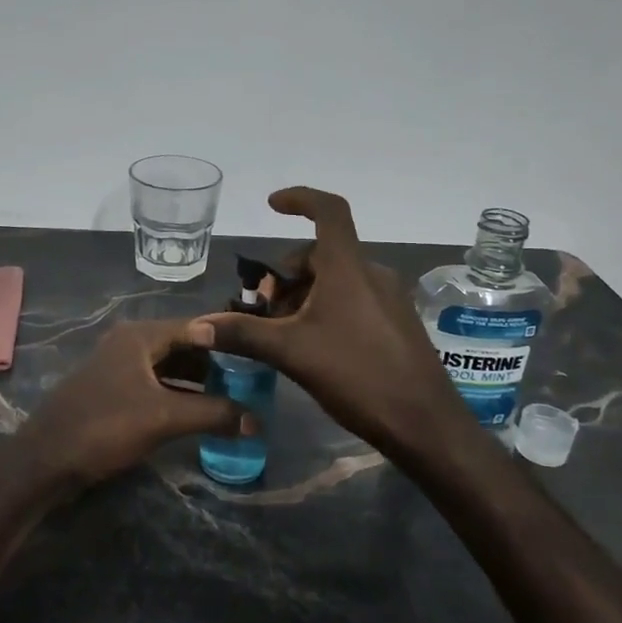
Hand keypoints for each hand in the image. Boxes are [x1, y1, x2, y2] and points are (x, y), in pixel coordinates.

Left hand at [19, 319, 253, 488]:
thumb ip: (212, 414)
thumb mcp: (164, 418)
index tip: (258, 357)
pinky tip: (195, 414)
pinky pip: (153, 384)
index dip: (228, 342)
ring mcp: (117, 367)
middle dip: (214, 364)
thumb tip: (256, 419)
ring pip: (167, 367)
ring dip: (196, 382)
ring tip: (229, 400)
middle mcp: (129, 342)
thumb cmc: (105, 427)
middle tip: (248, 383)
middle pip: (182, 346)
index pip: (196, 328)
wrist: (45, 460)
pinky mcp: (111, 391)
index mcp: (140, 335)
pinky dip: (176, 394)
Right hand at [189, 187, 474, 463]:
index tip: (272, 205)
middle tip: (263, 309)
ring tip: (282, 332)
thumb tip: (196, 326)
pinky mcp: (396, 323)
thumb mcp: (292, 353)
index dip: (300, 199)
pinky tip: (312, 346)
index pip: (329, 210)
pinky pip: (353, 299)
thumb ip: (243, 334)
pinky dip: (326, 308)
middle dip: (287, 274)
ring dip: (304, 295)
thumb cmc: (357, 375)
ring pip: (336, 279)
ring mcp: (388, 299)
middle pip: (321, 254)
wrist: (425, 424)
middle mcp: (371, 274)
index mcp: (348, 268)